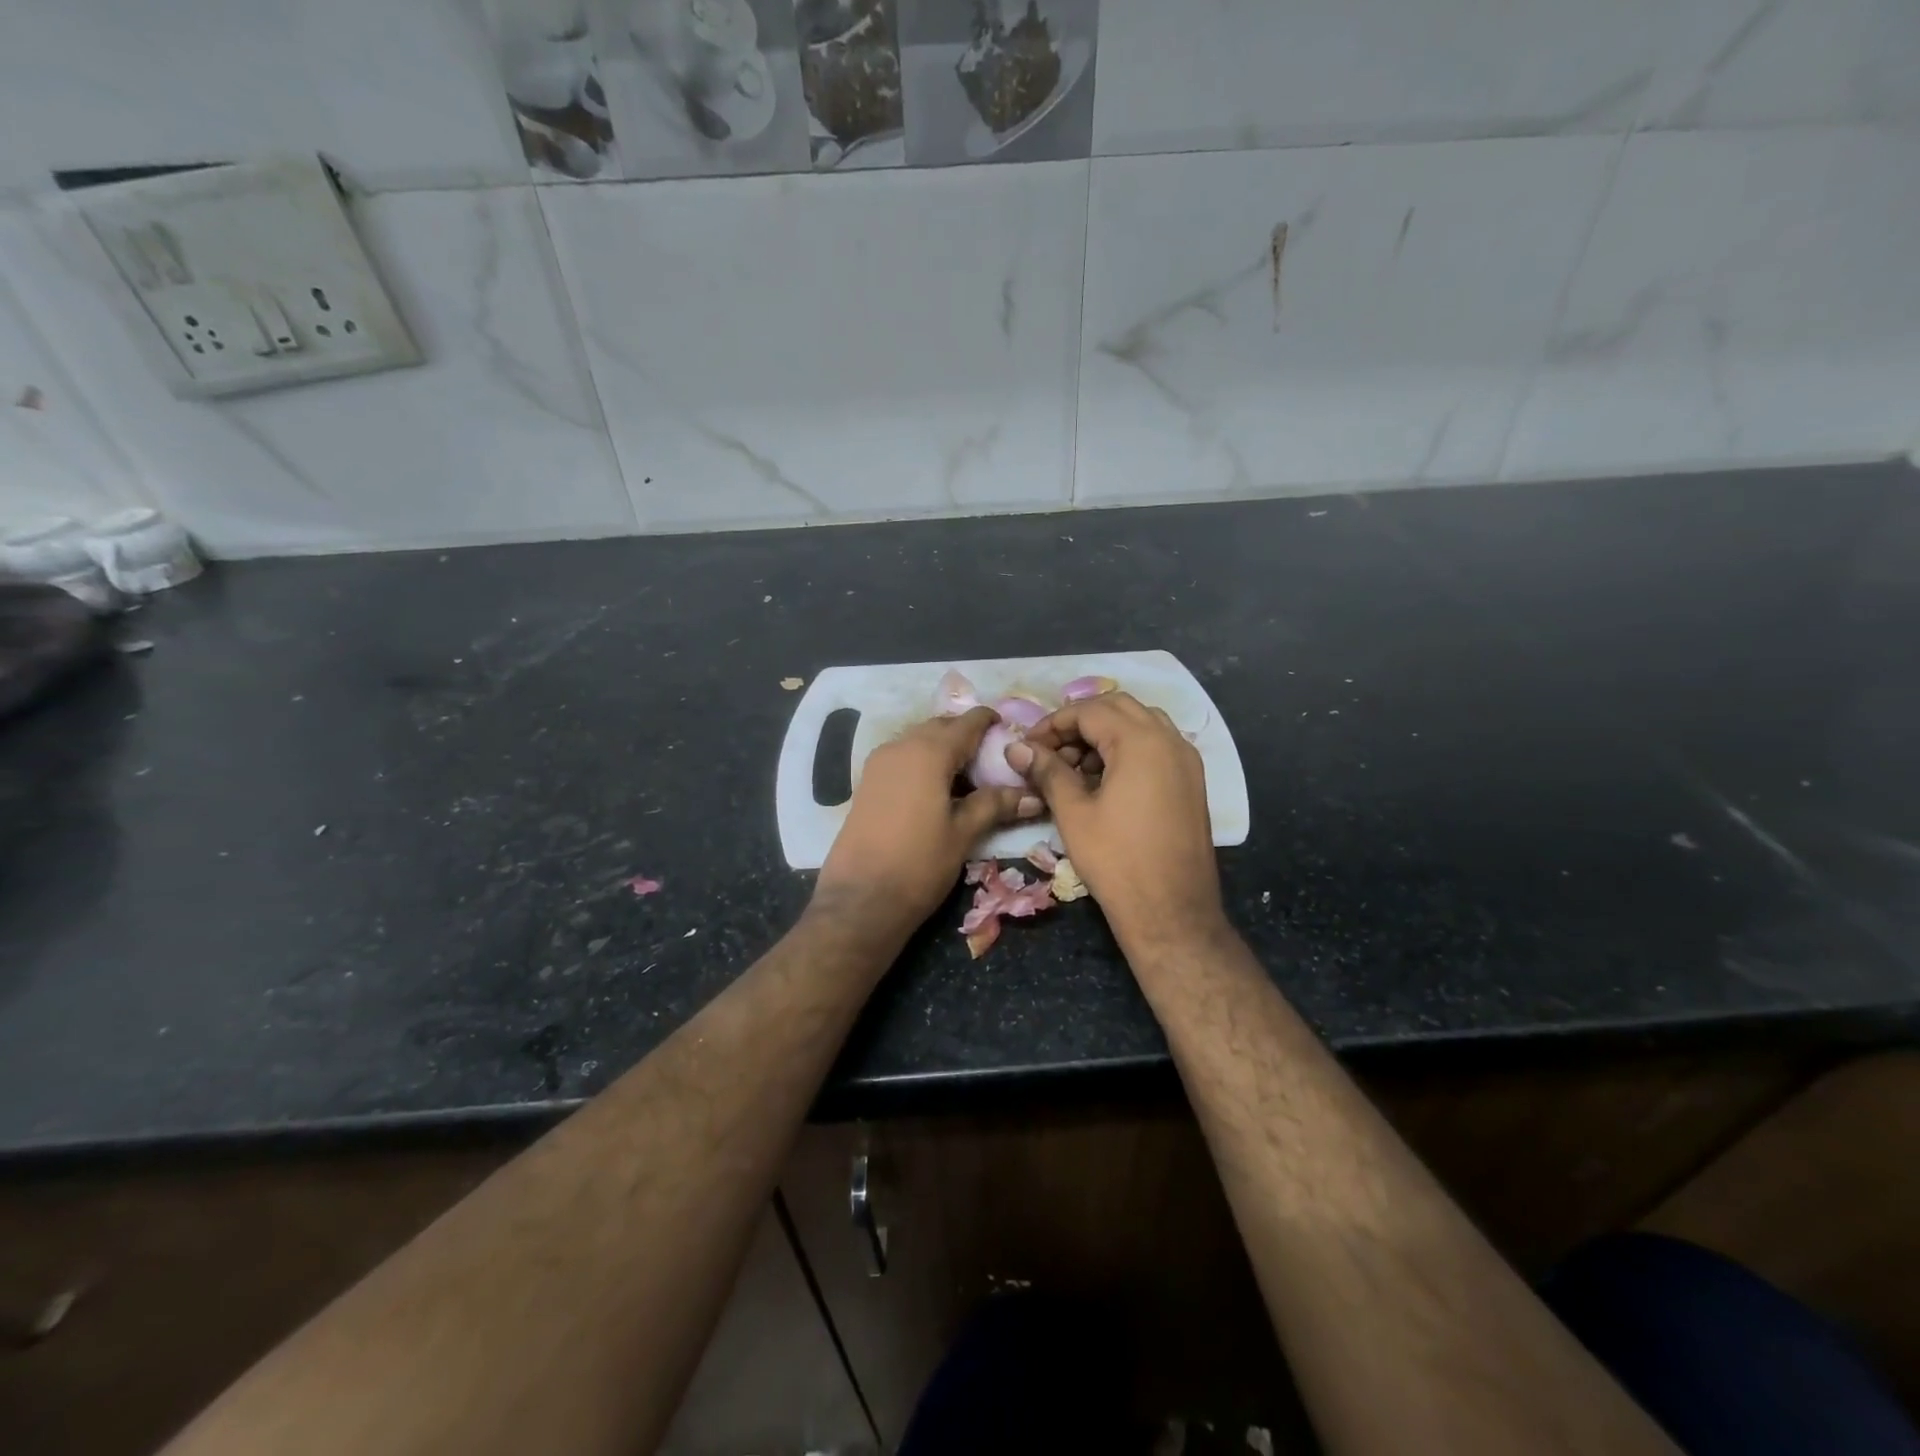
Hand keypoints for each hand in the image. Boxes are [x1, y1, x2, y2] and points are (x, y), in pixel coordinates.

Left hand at [814, 706, 1041, 936]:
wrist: (860, 900)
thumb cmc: (919, 863)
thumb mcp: (963, 833)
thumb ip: (995, 805)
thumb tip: (1033, 795)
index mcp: (928, 752)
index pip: (966, 723)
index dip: (988, 721)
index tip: (1008, 727)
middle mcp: (900, 747)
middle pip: (940, 727)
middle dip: (966, 734)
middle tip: (993, 755)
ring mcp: (879, 763)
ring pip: (919, 741)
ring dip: (943, 748)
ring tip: (969, 774)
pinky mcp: (867, 783)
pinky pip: (903, 757)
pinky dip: (924, 761)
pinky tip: (939, 788)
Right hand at [1006, 693, 1226, 952]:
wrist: (1172, 912)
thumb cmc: (1117, 861)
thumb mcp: (1074, 813)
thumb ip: (1047, 771)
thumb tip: (1016, 747)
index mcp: (1141, 741)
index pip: (1089, 710)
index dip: (1052, 724)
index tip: (1028, 747)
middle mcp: (1170, 740)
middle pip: (1118, 707)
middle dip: (1080, 722)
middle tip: (1050, 751)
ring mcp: (1187, 760)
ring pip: (1141, 724)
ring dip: (1105, 734)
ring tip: (1076, 767)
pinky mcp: (1192, 781)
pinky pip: (1157, 746)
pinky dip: (1128, 749)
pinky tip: (1105, 781)